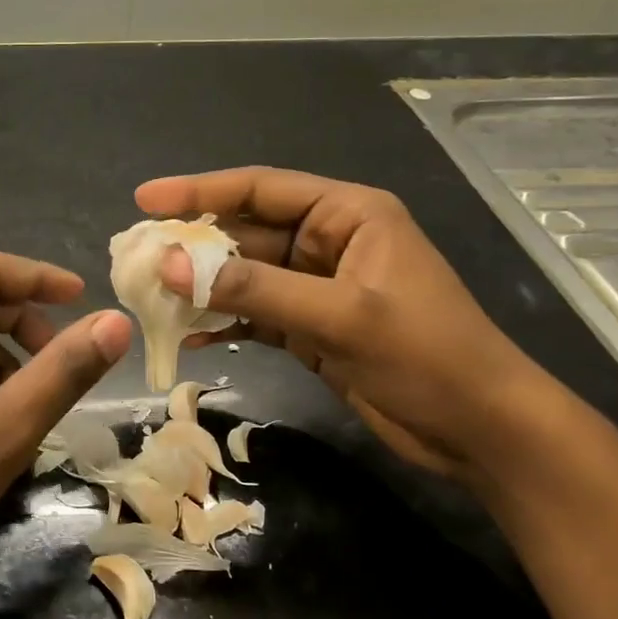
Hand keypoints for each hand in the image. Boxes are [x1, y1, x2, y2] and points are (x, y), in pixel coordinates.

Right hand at [136, 168, 550, 478]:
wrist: (481, 429)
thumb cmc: (425, 356)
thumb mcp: (338, 316)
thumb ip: (254, 288)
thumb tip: (170, 265)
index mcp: (348, 214)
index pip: (261, 189)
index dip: (200, 191)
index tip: (146, 200)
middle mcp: (330, 241)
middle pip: (247, 233)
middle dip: (194, 246)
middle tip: (137, 257)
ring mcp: (320, 286)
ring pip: (247, 276)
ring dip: (203, 287)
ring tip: (150, 297)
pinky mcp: (313, 326)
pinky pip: (256, 313)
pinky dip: (225, 322)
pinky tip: (188, 336)